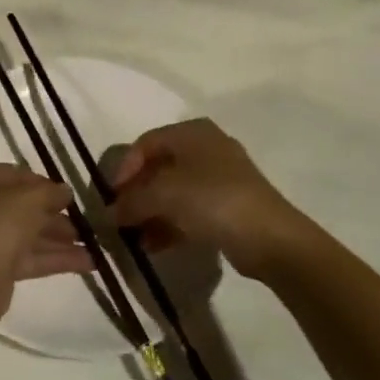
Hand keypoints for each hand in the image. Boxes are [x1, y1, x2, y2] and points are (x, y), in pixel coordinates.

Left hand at [0, 163, 93, 314]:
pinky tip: (88, 263)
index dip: (45, 184)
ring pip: (26, 234)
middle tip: (84, 224)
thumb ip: (52, 192)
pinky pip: (27, 257)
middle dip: (55, 216)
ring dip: (59, 239)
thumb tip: (65, 191)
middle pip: (22, 207)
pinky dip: (54, 258)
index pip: (16, 175)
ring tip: (93, 245)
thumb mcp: (31, 197)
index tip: (69, 196)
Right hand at [110, 118, 310, 278]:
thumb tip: (109, 213)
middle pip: (159, 168)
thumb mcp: (164, 195)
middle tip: (120, 218)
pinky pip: (189, 211)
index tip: (112, 196)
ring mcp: (219, 179)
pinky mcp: (227, 207)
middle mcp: (206, 148)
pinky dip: (169, 225)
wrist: (271, 238)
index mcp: (193, 133)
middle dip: (137, 194)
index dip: (125, 168)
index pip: (146, 143)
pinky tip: (154, 246)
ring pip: (173, 192)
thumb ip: (132, 201)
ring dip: (150, 213)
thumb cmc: (213, 200)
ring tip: (134, 238)